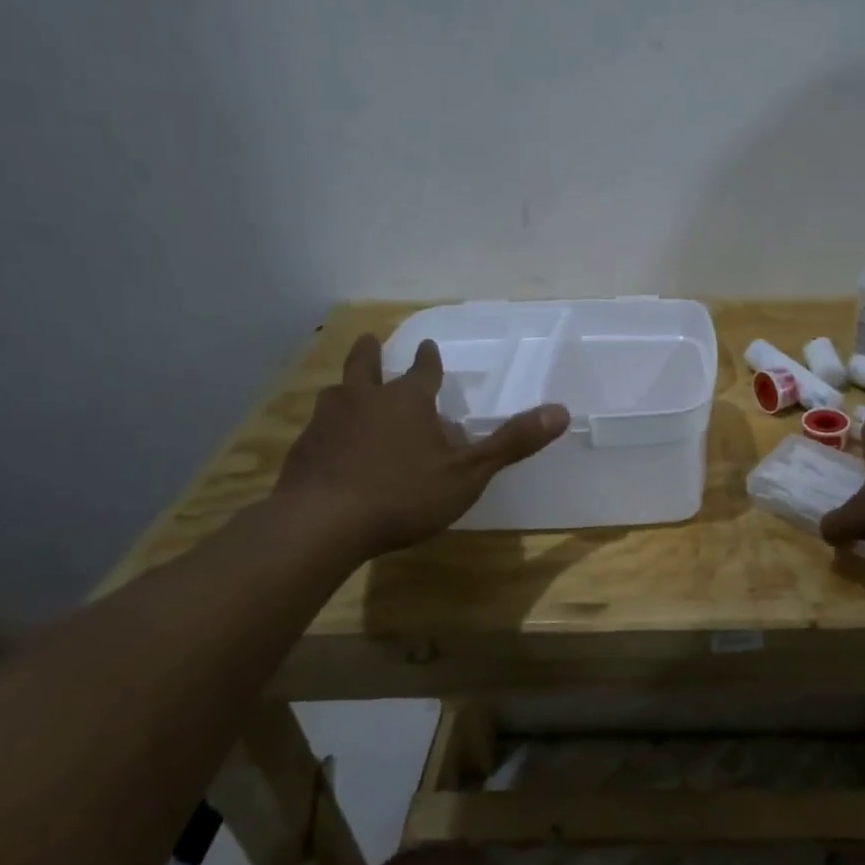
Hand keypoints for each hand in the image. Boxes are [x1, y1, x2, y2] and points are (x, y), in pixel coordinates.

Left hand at [274, 335, 568, 556]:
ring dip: (345, 388)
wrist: (322, 524)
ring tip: (345, 388)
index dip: (430, 360)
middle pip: (366, 367)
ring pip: (336, 394)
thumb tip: (561, 411)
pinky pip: (317, 429)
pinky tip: (328, 442)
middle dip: (372, 353)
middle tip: (372, 340)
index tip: (429, 346)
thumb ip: (512, 442)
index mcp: (407, 401)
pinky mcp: (303, 451)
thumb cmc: (404, 494)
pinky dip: (327, 427)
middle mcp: (365, 401)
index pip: (423, 371)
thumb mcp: (469, 472)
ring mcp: (328, 423)